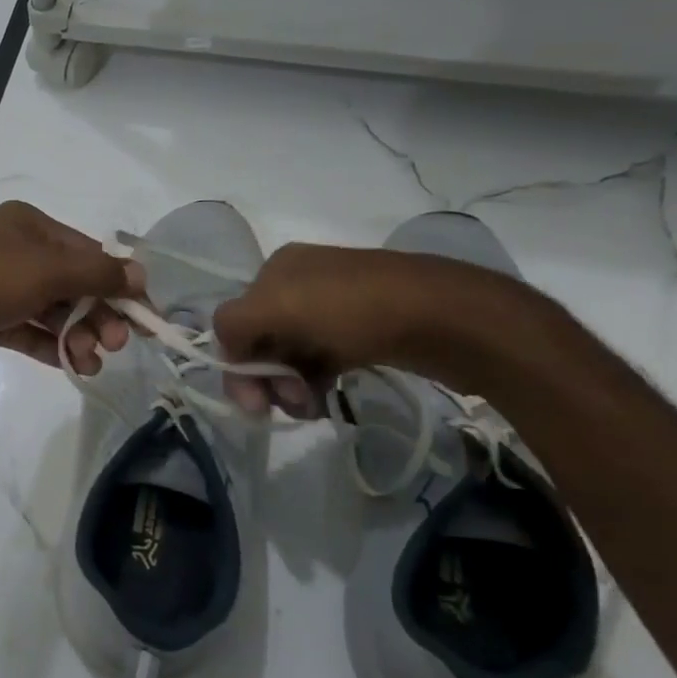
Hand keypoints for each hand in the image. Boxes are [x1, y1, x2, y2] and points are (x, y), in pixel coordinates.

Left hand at [0, 201, 143, 382]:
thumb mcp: (47, 272)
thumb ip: (97, 274)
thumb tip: (140, 275)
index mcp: (28, 225)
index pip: (87, 251)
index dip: (118, 283)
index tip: (145, 316)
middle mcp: (14, 250)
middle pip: (71, 282)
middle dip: (97, 314)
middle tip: (117, 345)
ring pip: (50, 310)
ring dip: (76, 335)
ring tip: (91, 363)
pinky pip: (27, 329)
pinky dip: (49, 345)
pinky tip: (71, 366)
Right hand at [212, 244, 467, 416]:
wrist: (446, 317)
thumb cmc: (353, 310)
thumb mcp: (276, 306)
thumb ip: (234, 324)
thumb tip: (230, 352)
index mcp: (277, 269)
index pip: (236, 321)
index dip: (238, 363)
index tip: (256, 403)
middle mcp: (301, 283)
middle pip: (262, 340)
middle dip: (267, 377)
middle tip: (291, 405)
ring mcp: (335, 307)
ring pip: (292, 354)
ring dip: (290, 386)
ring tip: (311, 408)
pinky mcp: (363, 332)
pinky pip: (322, 360)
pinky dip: (315, 382)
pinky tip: (324, 400)